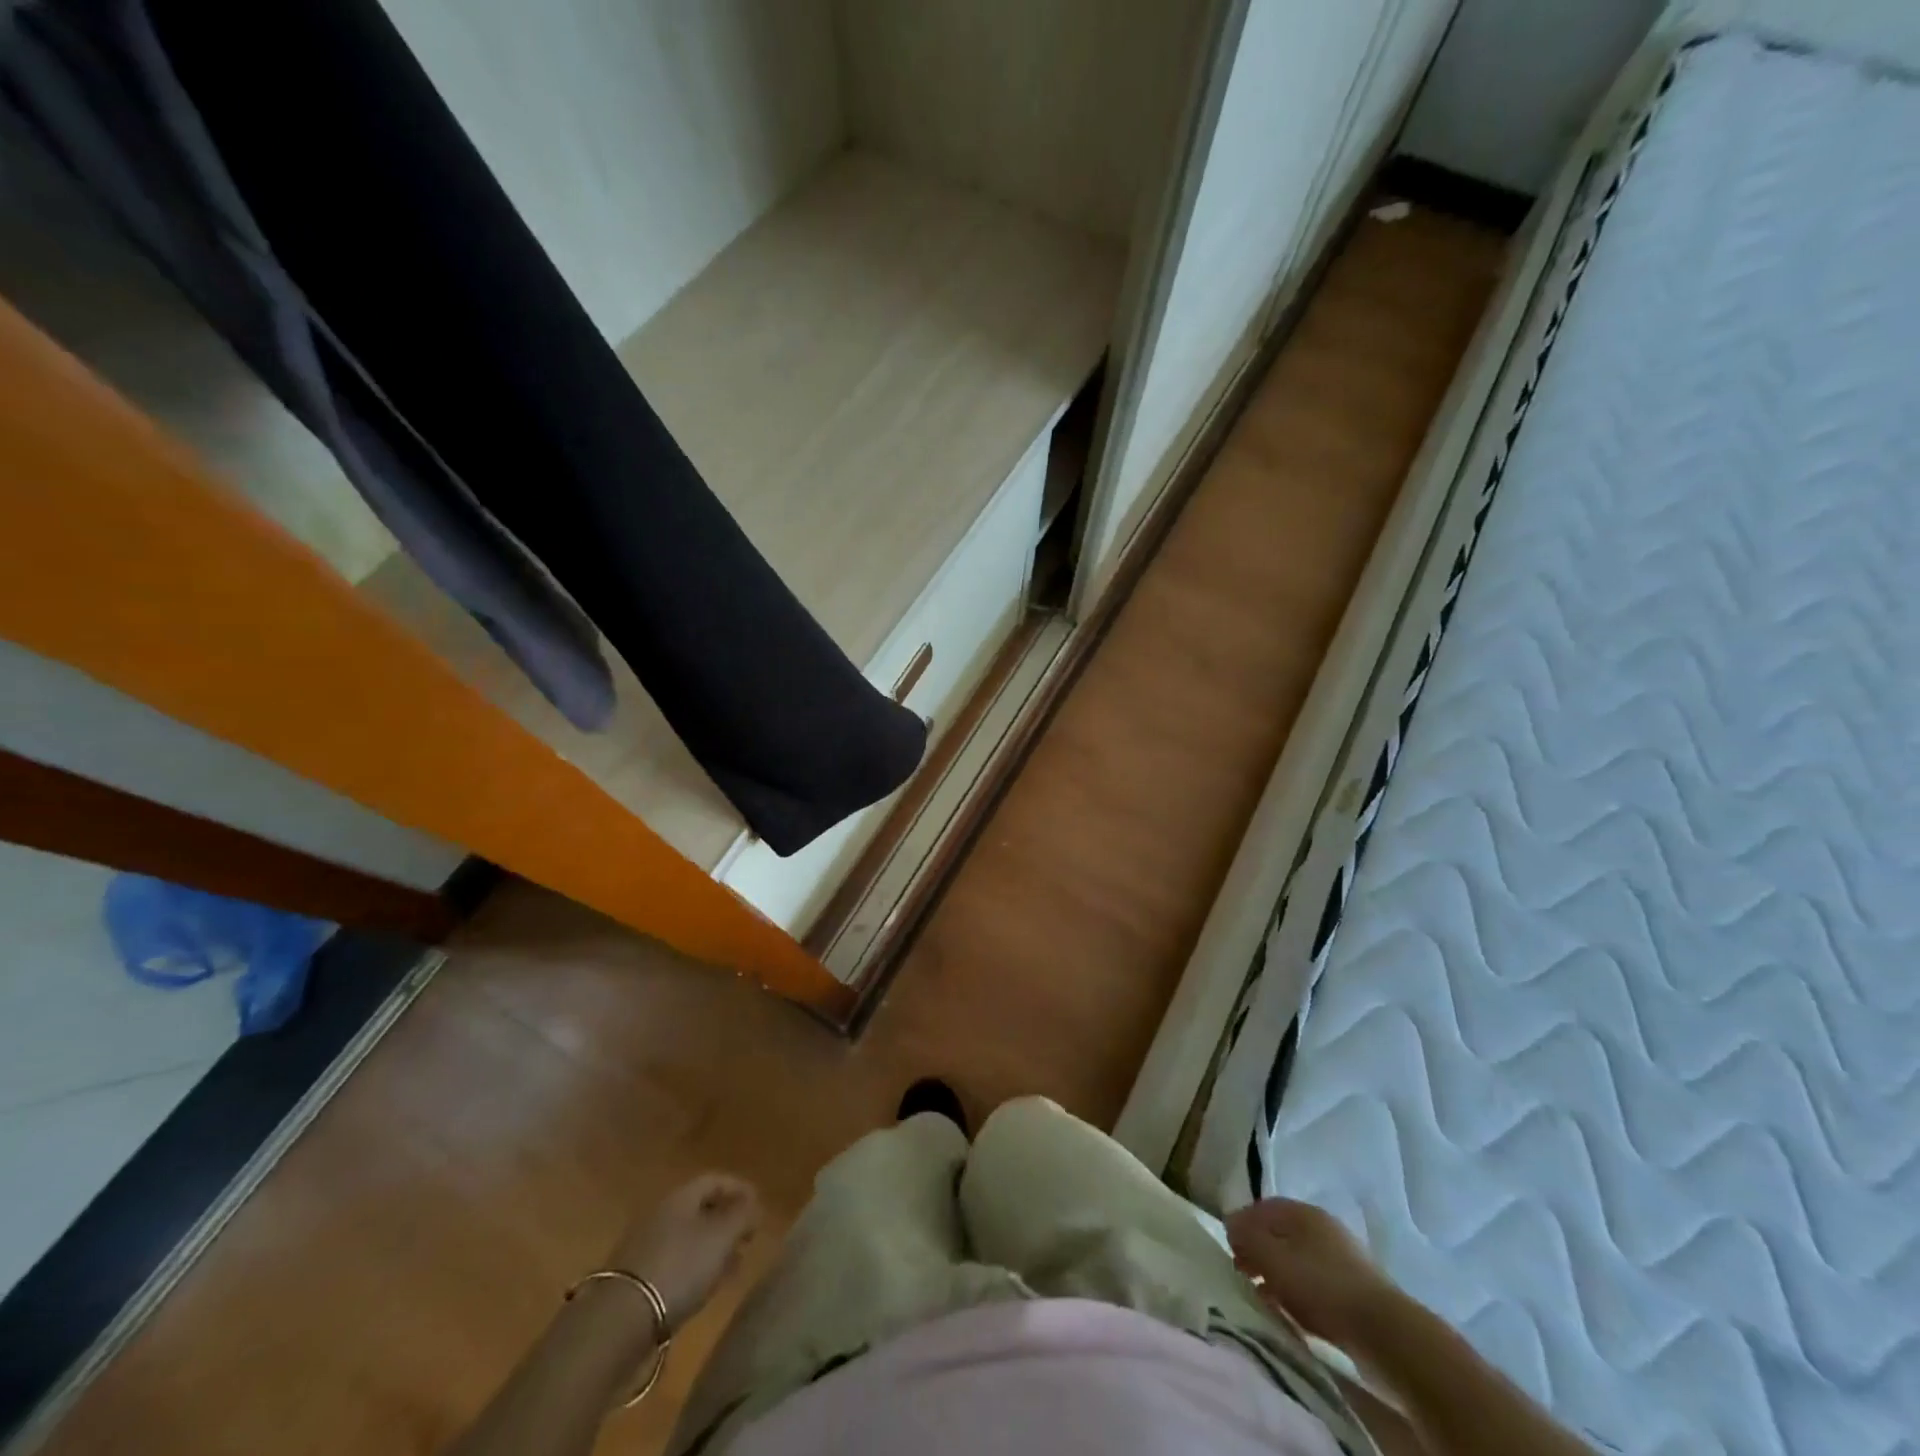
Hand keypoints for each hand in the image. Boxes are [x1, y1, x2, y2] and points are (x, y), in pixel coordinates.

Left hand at [608, 1173, 760, 1330]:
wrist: (620, 1322)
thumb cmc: (679, 1268)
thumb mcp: (722, 1237)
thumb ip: (743, 1216)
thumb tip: (754, 1205)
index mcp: (680, 1197)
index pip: (715, 1180)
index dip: (740, 1189)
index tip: (759, 1208)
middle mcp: (660, 1214)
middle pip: (700, 1208)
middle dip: (727, 1221)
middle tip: (747, 1239)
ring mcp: (644, 1247)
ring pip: (687, 1237)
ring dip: (712, 1247)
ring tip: (731, 1266)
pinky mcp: (635, 1279)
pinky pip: (673, 1262)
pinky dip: (693, 1268)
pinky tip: (703, 1287)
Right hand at [1225, 1198, 1398, 1352]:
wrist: (1384, 1332)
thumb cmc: (1320, 1286)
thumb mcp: (1271, 1257)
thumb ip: (1246, 1236)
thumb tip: (1231, 1223)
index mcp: (1301, 1211)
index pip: (1261, 1207)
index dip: (1241, 1224)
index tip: (1228, 1248)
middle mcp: (1321, 1226)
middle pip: (1279, 1233)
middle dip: (1257, 1250)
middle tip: (1242, 1272)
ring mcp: (1341, 1257)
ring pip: (1296, 1258)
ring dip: (1275, 1273)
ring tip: (1262, 1295)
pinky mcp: (1354, 1289)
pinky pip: (1314, 1282)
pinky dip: (1296, 1291)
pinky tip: (1289, 1310)